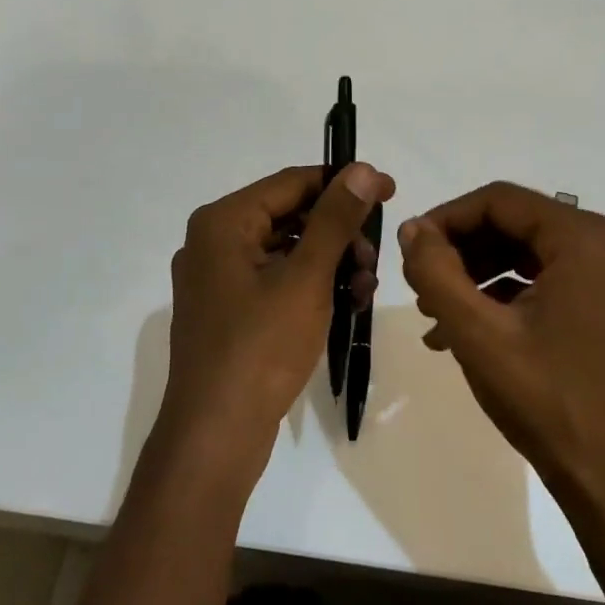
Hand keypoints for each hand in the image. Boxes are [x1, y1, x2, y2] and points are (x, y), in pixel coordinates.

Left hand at [159, 163, 394, 474]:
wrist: (216, 435)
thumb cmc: (261, 348)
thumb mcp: (306, 278)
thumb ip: (336, 219)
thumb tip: (364, 169)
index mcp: (222, 222)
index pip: (292, 183)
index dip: (344, 183)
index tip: (391, 191)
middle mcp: (213, 241)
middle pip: (290, 216)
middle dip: (340, 234)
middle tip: (374, 259)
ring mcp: (218, 279)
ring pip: (287, 251)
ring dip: (331, 263)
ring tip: (363, 290)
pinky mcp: (228, 310)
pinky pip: (277, 280)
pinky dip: (311, 286)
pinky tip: (345, 305)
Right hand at [397, 183, 604, 511]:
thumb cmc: (544, 399)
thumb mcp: (476, 333)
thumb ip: (435, 271)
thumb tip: (411, 229)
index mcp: (585, 239)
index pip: (500, 201)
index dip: (447, 218)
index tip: (410, 249)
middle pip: (515, 223)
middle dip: (461, 250)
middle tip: (420, 284)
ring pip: (527, 251)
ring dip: (478, 274)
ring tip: (435, 312)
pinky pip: (546, 278)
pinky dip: (505, 293)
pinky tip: (465, 328)